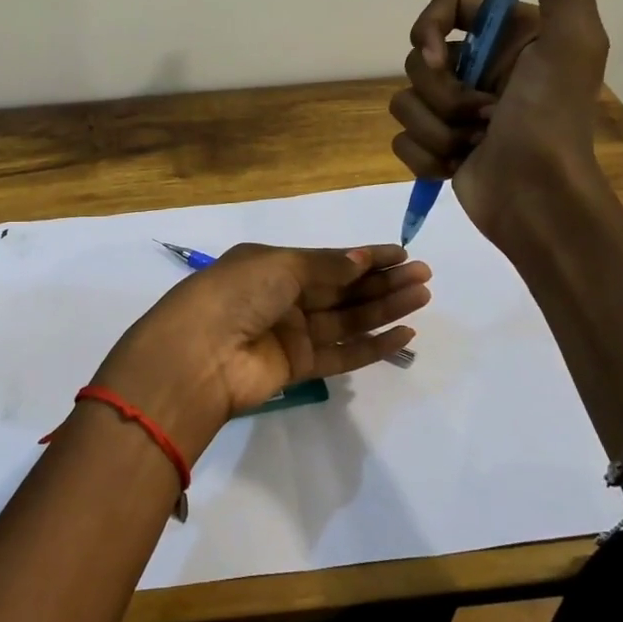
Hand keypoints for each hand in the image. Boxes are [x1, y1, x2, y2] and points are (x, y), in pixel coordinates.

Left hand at [92, 244, 430, 460]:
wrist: (198, 355)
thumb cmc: (236, 294)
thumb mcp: (281, 266)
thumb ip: (326, 266)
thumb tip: (363, 258)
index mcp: (272, 265)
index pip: (328, 260)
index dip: (365, 257)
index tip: (402, 253)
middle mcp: (282, 297)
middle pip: (342, 289)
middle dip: (382, 281)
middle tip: (424, 275)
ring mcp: (290, 334)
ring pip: (347, 319)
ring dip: (384, 309)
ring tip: (423, 296)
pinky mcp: (298, 368)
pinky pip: (342, 354)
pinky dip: (372, 346)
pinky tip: (403, 334)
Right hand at [390, 0, 610, 246]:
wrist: (538, 198)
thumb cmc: (551, 119)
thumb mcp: (574, 40)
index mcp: (509, 39)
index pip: (446, 7)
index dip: (430, 28)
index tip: (437, 55)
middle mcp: (481, 69)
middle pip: (419, 58)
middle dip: (441, 91)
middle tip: (480, 113)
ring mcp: (456, 111)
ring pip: (406, 101)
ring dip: (436, 126)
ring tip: (473, 144)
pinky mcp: (438, 146)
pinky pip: (403, 138)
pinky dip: (426, 155)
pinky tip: (456, 165)